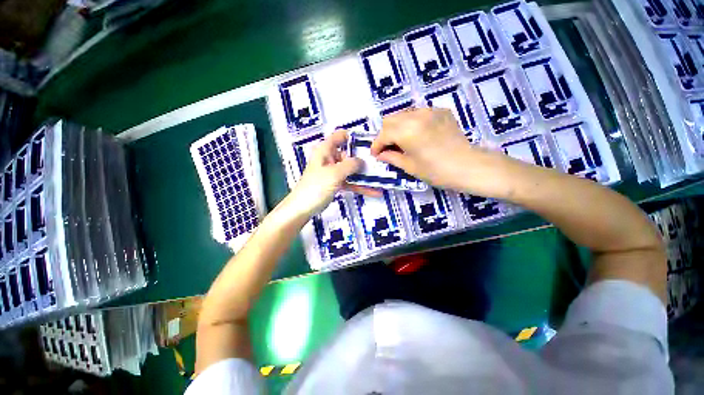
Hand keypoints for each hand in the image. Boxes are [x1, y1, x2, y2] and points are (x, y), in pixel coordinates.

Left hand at [284, 130, 378, 217]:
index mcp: (325, 151)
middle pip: (349, 154)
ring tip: (381, 177)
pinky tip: (374, 191)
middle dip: (363, 158)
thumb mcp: (334, 173)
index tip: (369, 143)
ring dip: (364, 175)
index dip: (353, 137)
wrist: (303, 208)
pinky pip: (350, 182)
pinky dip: (360, 186)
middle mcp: (330, 159)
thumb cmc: (316, 186)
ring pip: (351, 170)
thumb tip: (363, 161)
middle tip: (380, 162)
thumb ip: (350, 165)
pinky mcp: (336, 184)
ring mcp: (334, 172)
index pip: (339, 137)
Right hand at [369, 108, 489, 191]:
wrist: (469, 166)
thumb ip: (391, 157)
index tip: (375, 154)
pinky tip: (416, 135)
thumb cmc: (437, 171)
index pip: (383, 134)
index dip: (376, 145)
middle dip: (385, 134)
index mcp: (407, 131)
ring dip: (397, 127)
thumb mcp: (410, 167)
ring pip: (403, 114)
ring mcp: (430, 111)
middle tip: (387, 148)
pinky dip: (411, 123)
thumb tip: (380, 154)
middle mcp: (417, 115)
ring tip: (400, 141)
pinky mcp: (440, 111)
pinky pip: (418, 113)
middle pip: (390, 119)